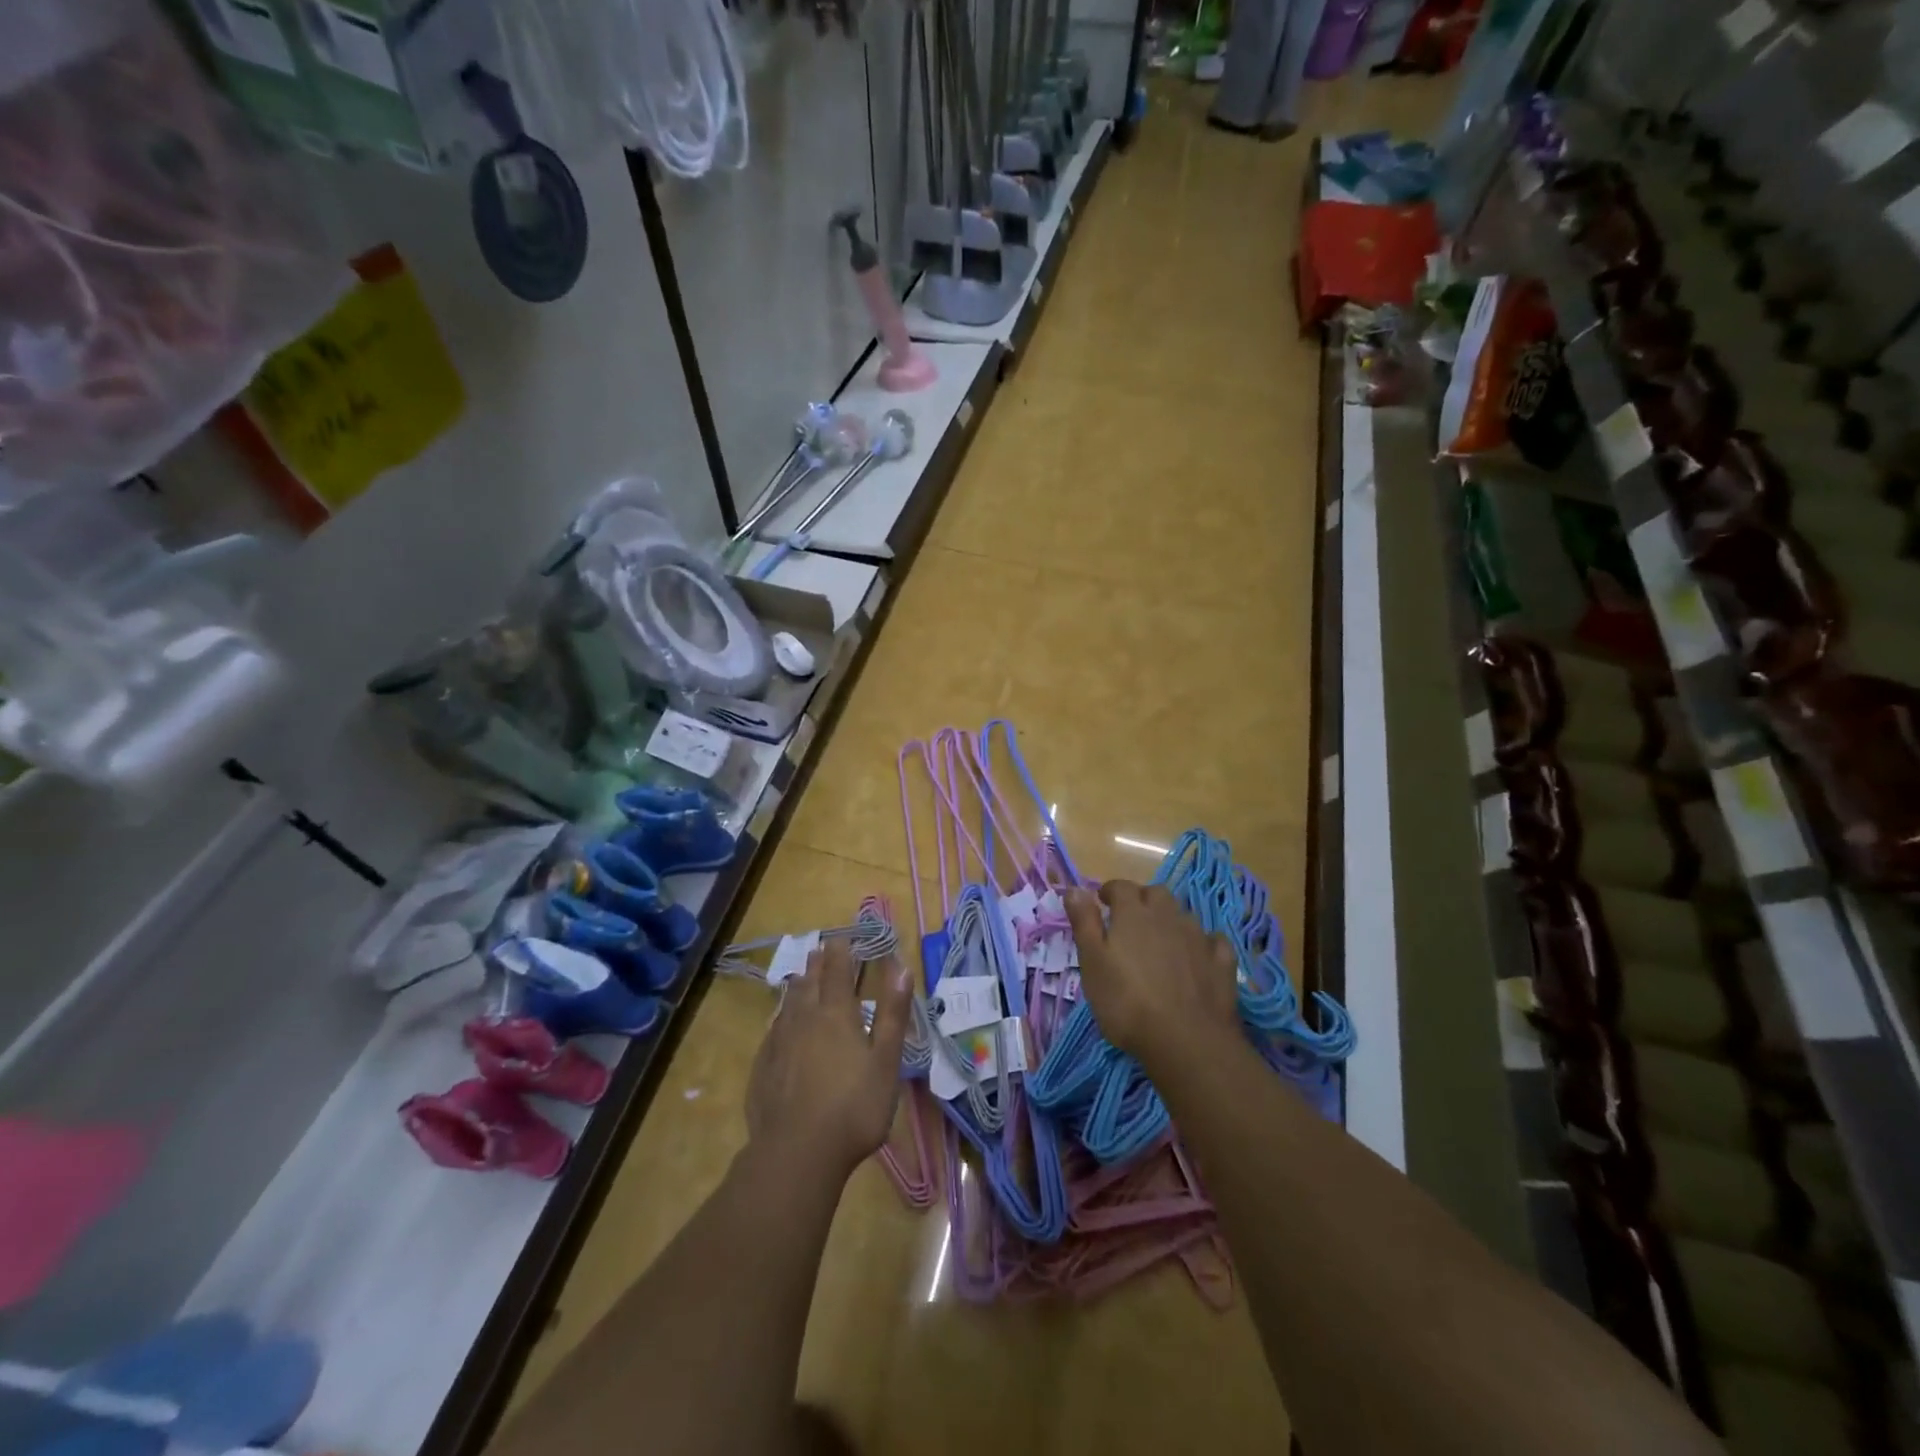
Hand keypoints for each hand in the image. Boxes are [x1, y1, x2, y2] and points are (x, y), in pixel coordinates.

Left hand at [746, 936, 912, 1177]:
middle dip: (816, 964)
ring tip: (799, 977)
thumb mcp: (885, 1061)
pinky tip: (779, 1025)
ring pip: (788, 1004)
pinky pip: (772, 1031)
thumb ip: (892, 1013)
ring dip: (796, 986)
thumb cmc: (854, 1106)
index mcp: (836, 1014)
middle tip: (818, 949)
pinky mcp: (762, 1068)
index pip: (838, 971)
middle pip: (809, 983)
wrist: (797, 1153)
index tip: (842, 937)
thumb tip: (900, 967)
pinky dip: (780, 1018)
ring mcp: (779, 1043)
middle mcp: (804, 1019)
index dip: (841, 952)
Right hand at [1064, 880, 1239, 1067]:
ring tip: (1160, 940)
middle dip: (1142, 900)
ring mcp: (1198, 937)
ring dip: (1170, 920)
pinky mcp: (1221, 962)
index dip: (1110, 891)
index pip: (1121, 887)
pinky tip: (1198, 955)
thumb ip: (1084, 922)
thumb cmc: (1126, 1001)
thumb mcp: (1092, 962)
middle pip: (1156, 894)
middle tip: (1130, 920)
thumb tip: (1074, 888)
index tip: (1102, 902)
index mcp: (1134, 913)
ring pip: (1183, 915)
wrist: (1185, 1039)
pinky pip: (1212, 941)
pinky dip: (1203, 943)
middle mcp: (1168, 916)